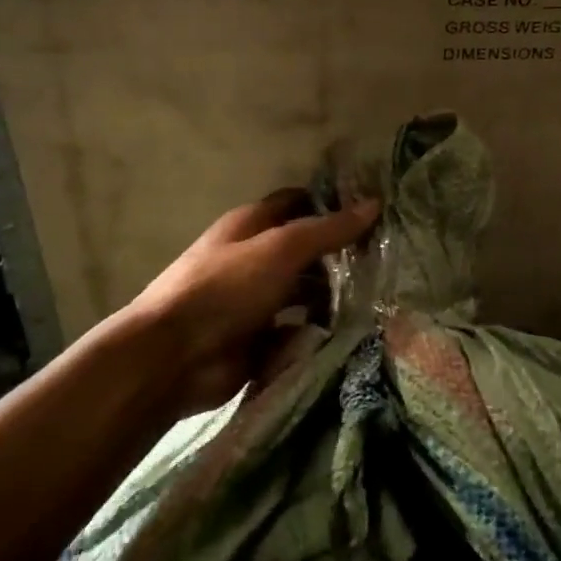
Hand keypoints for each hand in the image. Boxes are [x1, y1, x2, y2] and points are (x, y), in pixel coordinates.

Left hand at [123, 190, 379, 418]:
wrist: (174, 357)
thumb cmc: (225, 289)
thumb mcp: (281, 249)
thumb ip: (327, 229)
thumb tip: (374, 204)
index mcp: (251, 225)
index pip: (298, 203)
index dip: (333, 204)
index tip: (374, 211)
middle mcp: (254, 258)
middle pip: (305, 250)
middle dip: (340, 255)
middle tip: (386, 260)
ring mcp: (256, 301)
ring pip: (305, 292)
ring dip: (333, 296)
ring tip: (376, 299)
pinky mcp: (260, 339)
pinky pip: (299, 330)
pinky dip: (319, 332)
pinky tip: (352, 333)